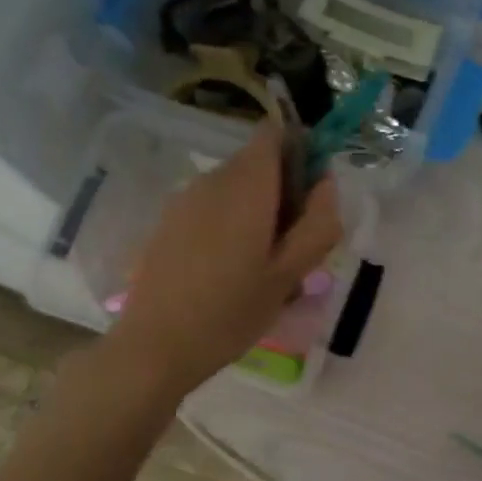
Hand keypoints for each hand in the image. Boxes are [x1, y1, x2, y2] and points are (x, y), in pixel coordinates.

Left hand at [109, 122, 342, 396]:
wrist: (156, 346)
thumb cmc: (232, 312)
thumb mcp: (291, 274)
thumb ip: (318, 222)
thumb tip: (325, 183)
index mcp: (247, 186)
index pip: (276, 134)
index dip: (300, 154)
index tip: (310, 200)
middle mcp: (213, 180)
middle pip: (258, 163)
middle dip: (283, 192)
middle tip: (293, 248)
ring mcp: (185, 200)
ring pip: (236, 188)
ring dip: (258, 212)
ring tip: (263, 267)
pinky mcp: (169, 222)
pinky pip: (212, 207)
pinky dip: (231, 225)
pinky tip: (230, 272)